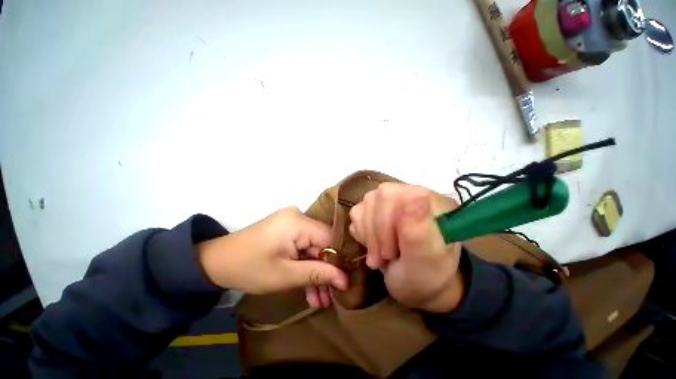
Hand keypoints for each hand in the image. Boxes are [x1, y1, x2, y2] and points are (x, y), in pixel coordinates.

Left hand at [197, 207, 347, 294]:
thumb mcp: (285, 276)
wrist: (216, 262)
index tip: (343, 284)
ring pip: (313, 248)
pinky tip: (309, 289)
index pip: (330, 238)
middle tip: (330, 298)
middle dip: (325, 272)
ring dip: (315, 272)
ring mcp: (292, 222)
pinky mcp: (287, 230)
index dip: (338, 261)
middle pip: (322, 244)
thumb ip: (318, 274)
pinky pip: (303, 247)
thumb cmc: (249, 269)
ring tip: (320, 300)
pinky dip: (305, 265)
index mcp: (298, 222)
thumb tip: (345, 280)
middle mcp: (298, 217)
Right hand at [349, 183, 463, 312]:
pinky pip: (357, 212)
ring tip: (382, 256)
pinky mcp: (375, 208)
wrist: (416, 283)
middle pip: (377, 198)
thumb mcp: (426, 261)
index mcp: (429, 200)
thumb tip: (418, 196)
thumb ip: (421, 231)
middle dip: (376, 233)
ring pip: (365, 205)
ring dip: (369, 236)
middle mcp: (408, 194)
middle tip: (385, 257)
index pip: (395, 195)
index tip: (391, 252)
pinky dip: (362, 233)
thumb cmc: (426, 276)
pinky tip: (375, 245)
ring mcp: (390, 200)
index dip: (385, 224)